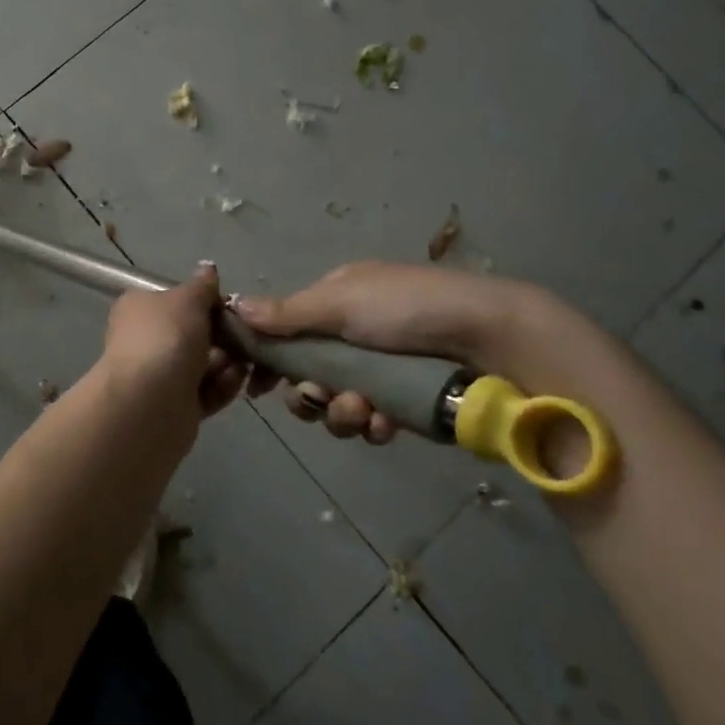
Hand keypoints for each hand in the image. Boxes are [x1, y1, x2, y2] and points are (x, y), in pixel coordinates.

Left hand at [102, 264, 276, 428]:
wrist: (149, 404)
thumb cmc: (166, 338)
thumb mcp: (187, 300)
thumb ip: (202, 286)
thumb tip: (208, 268)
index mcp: (139, 308)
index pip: (174, 300)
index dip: (203, 302)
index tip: (229, 307)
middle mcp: (145, 340)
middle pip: (191, 333)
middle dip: (222, 335)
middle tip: (245, 336)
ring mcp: (158, 375)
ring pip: (202, 364)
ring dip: (227, 361)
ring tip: (245, 361)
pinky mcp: (175, 406)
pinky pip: (205, 391)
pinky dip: (223, 386)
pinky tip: (239, 381)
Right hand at [231, 261, 540, 444]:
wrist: (492, 340)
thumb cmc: (408, 309)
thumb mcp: (340, 302)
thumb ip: (286, 314)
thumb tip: (232, 305)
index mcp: (336, 300)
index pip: (286, 330)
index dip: (267, 357)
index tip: (253, 384)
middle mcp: (353, 334)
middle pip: (306, 374)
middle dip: (308, 393)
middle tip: (317, 398)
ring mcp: (380, 370)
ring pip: (335, 403)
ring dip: (340, 412)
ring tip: (363, 411)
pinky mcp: (405, 402)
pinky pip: (371, 422)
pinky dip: (374, 424)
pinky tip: (388, 423)